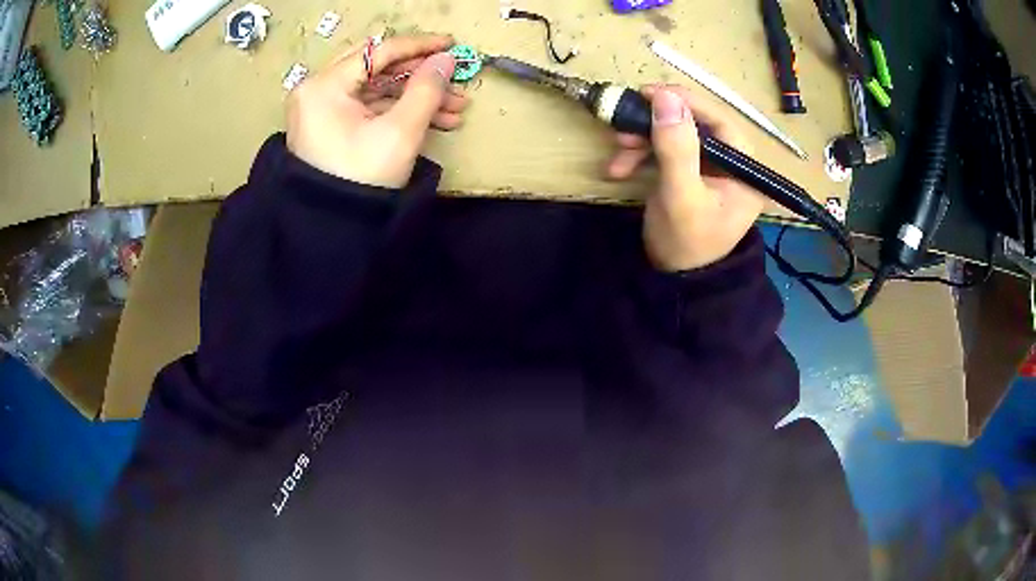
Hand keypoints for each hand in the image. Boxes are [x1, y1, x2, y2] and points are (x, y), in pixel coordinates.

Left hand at [285, 34, 469, 188]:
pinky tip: (434, 120)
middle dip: (420, 75)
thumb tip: (446, 59)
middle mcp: (317, 91)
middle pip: (377, 67)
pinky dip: (398, 110)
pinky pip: (368, 107)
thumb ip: (427, 89)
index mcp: (324, 86)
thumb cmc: (362, 179)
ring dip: (416, 96)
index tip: (452, 44)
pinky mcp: (329, 125)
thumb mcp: (400, 132)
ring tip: (456, 109)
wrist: (332, 230)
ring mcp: (321, 109)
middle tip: (454, 80)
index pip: (378, 51)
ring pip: (376, 89)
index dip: (419, 46)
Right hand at [606, 85, 764, 271]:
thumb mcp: (680, 196)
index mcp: (744, 169)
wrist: (673, 282)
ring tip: (617, 151)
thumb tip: (665, 97)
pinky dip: (641, 154)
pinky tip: (619, 167)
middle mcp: (731, 164)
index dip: (685, 102)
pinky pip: (666, 151)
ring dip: (642, 139)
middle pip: (694, 125)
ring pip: (676, 136)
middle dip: (655, 125)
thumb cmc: (685, 244)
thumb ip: (676, 147)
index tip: (648, 93)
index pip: (719, 120)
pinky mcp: (691, 174)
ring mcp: (710, 168)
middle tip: (623, 124)